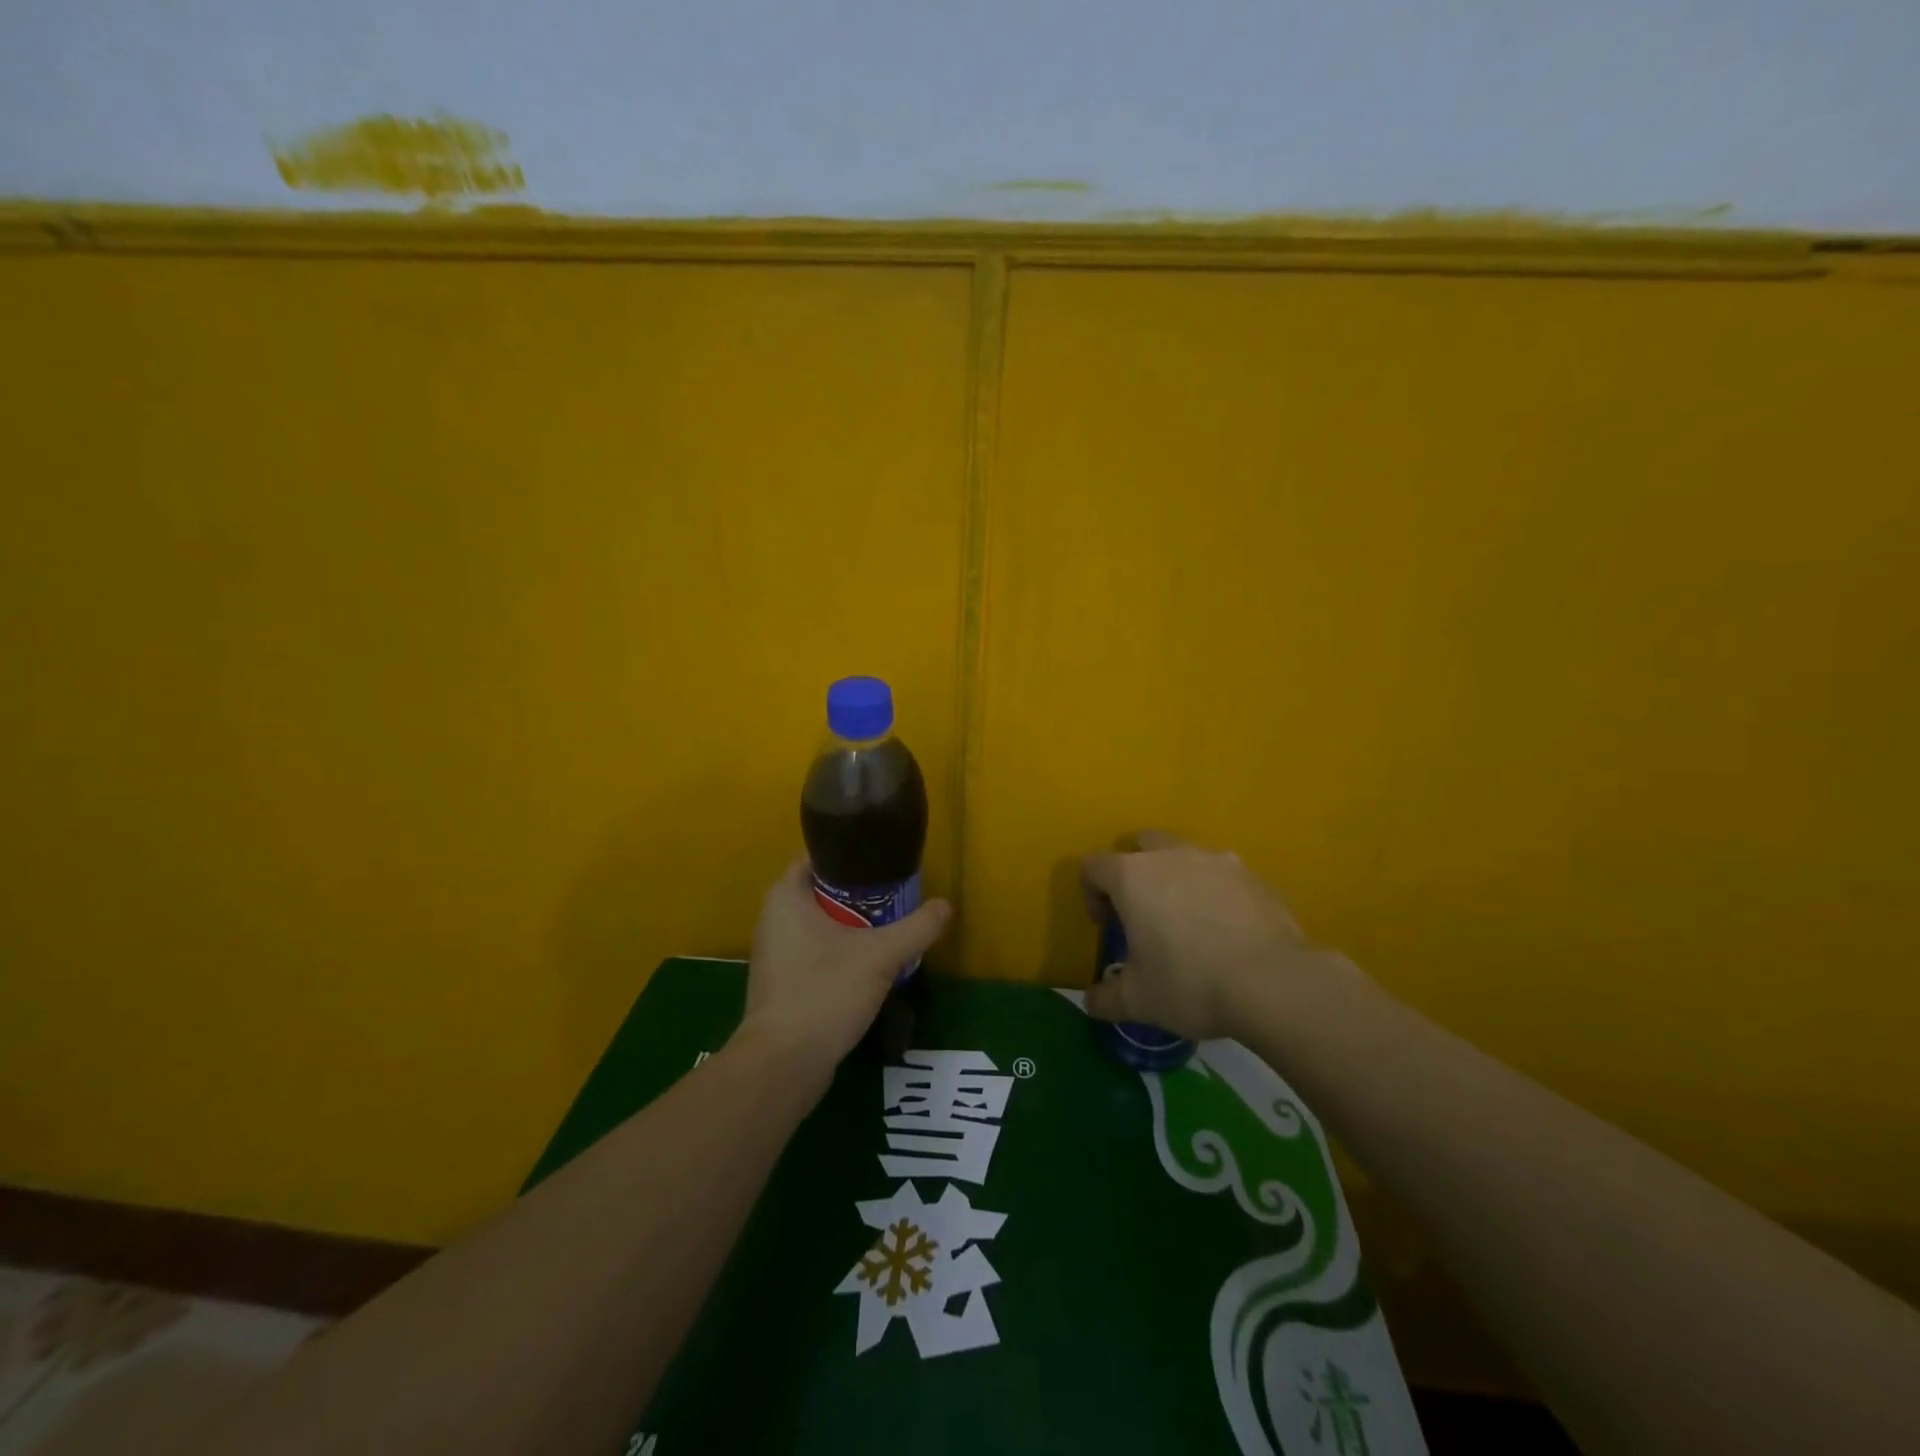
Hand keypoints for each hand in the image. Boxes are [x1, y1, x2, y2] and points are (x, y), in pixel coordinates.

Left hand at [737, 859, 951, 1085]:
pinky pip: (814, 953)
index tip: (884, 862)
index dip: (851, 856)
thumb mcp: (881, 956)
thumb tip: (946, 905)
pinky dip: (839, 952)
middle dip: (858, 894)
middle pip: (822, 892)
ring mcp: (774, 953)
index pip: (818, 858)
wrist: (784, 1063)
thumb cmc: (825, 992)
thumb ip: (916, 928)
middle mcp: (773, 918)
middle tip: (896, 896)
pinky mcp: (781, 983)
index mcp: (785, 897)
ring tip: (888, 927)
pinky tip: (868, 965)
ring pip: (819, 925)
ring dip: (850, 926)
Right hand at [1080, 831, 1359, 1040]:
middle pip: (1141, 845)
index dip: (1091, 893)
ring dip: (1176, 879)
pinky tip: (1226, 932)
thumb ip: (1106, 997)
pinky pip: (1222, 875)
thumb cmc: (1189, 983)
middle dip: (1135, 872)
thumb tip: (1092, 1001)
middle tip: (1143, 914)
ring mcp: (1216, 860)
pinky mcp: (1253, 875)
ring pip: (1184, 855)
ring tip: (1188, 923)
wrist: (1273, 983)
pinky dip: (1214, 893)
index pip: (1094, 865)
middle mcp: (1171, 855)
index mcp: (1132, 876)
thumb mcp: (1138, 1000)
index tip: (1106, 927)